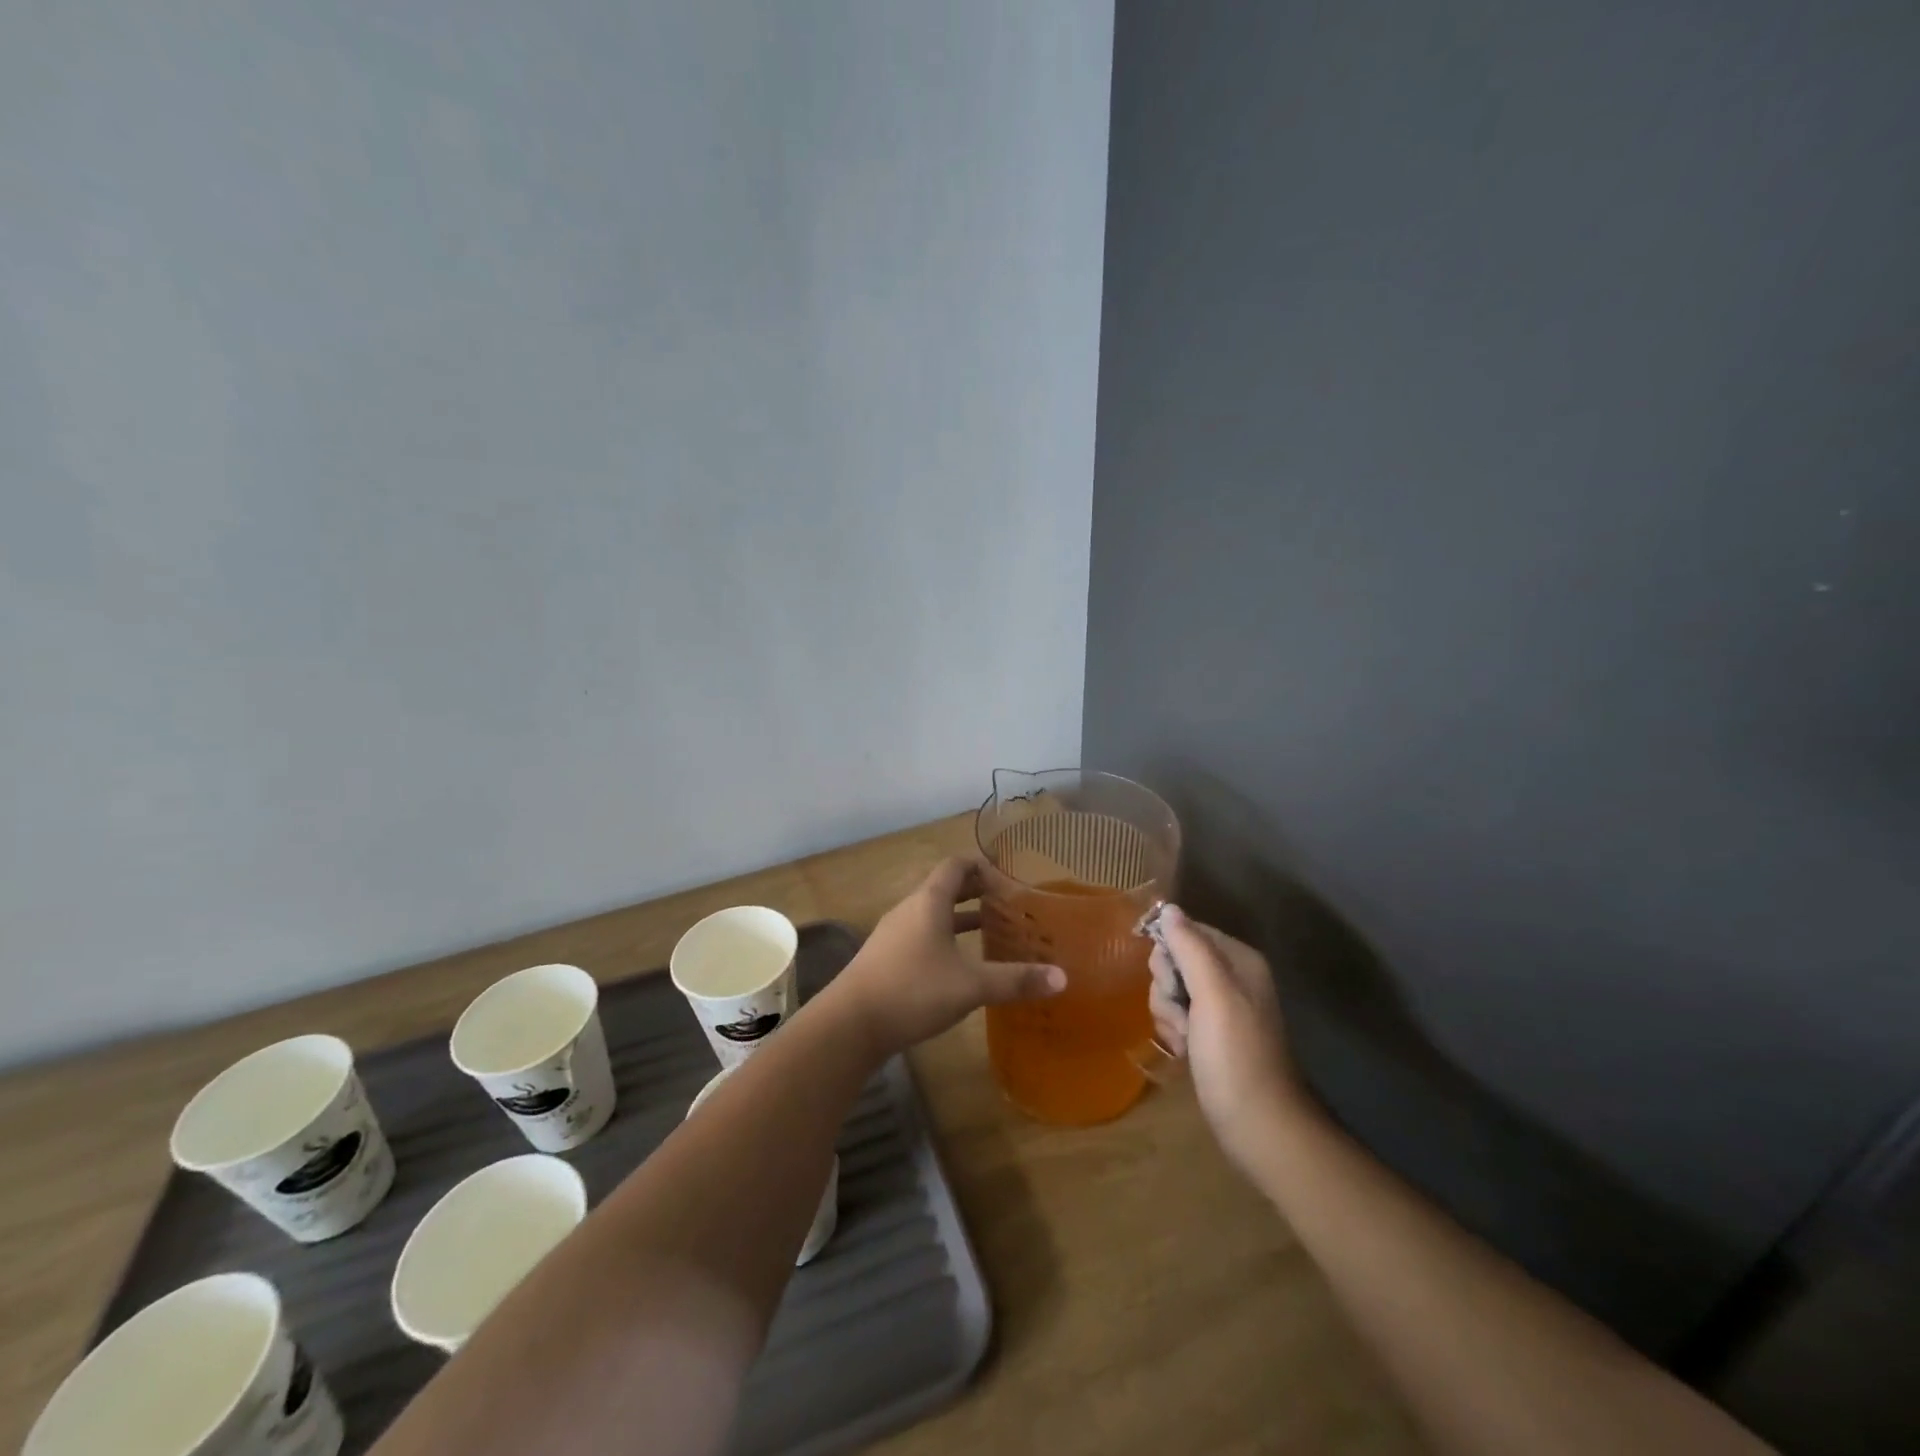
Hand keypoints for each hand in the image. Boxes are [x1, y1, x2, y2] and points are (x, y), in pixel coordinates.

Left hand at [828, 857, 1064, 1058]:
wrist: (849, 1024)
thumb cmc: (912, 990)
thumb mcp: (970, 986)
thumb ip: (1015, 980)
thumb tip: (1062, 977)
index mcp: (929, 902)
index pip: (956, 865)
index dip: (982, 865)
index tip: (1008, 877)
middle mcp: (909, 910)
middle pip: (945, 888)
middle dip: (976, 893)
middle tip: (1008, 905)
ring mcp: (893, 934)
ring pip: (932, 915)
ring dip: (960, 919)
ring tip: (991, 932)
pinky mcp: (885, 959)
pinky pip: (921, 936)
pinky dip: (944, 940)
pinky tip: (959, 967)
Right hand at [1148, 905, 1307, 1171]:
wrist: (1258, 1126)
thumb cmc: (1236, 1056)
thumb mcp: (1213, 996)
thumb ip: (1190, 948)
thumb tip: (1168, 908)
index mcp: (1238, 960)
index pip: (1186, 930)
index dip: (1168, 952)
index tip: (1169, 981)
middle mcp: (1231, 977)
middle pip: (1174, 960)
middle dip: (1167, 987)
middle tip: (1183, 1014)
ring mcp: (1220, 1007)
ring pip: (1170, 989)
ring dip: (1168, 1013)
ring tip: (1186, 1040)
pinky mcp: (1210, 1034)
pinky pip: (1176, 1015)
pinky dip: (1174, 1031)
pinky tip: (1184, 1051)